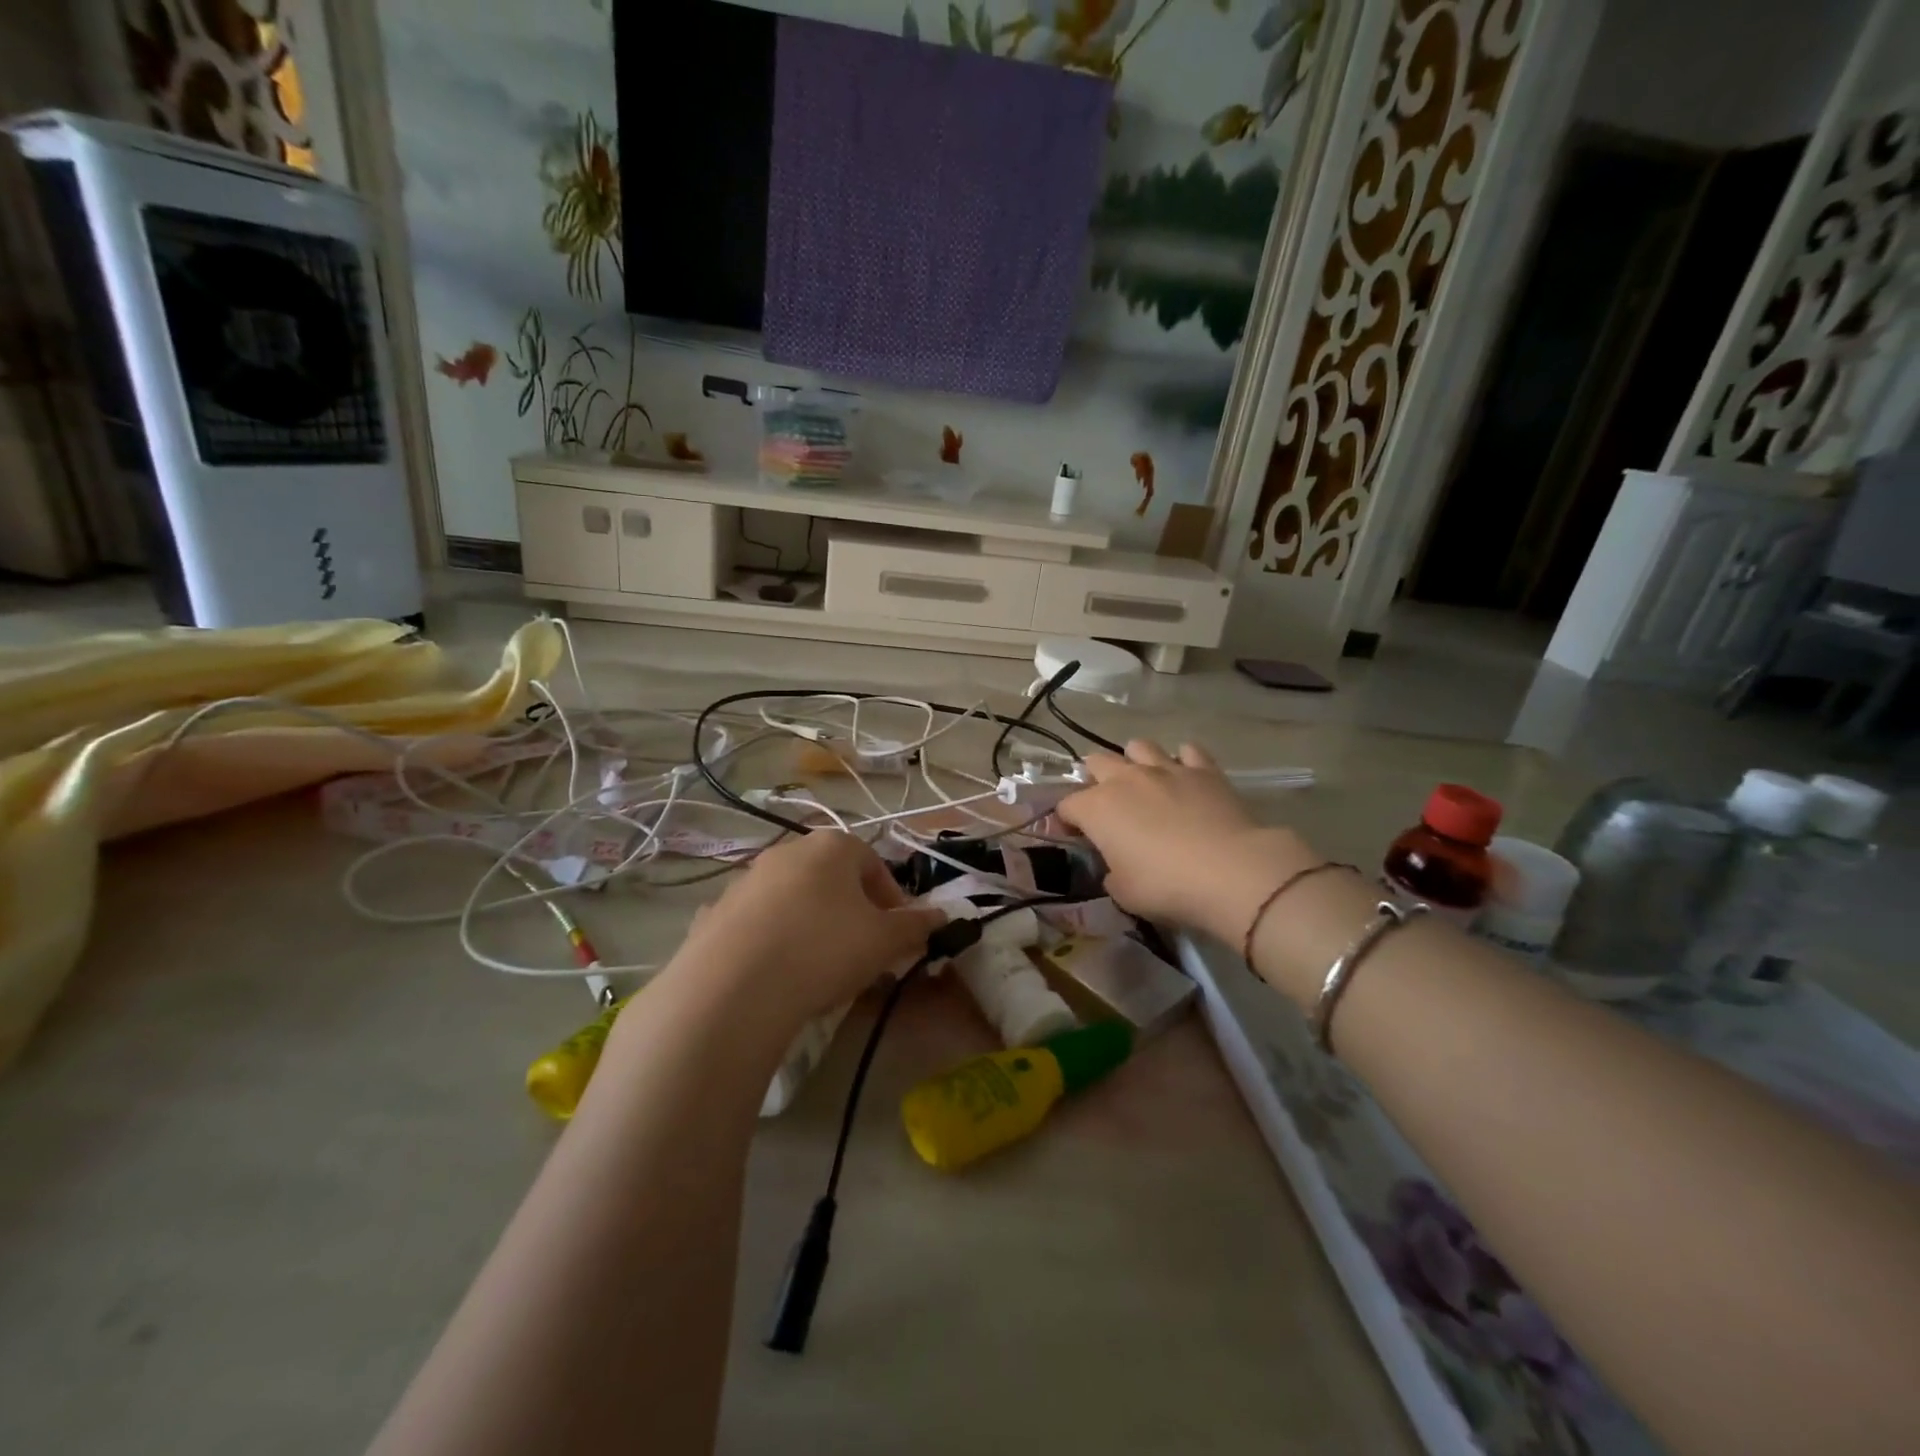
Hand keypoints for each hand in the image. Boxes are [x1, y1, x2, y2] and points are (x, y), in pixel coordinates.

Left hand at [669, 831, 945, 1026]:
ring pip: (793, 898)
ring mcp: (746, 879)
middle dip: (852, 910)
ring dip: (811, 922)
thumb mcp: (884, 941)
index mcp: (832, 846)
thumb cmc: (825, 949)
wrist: (735, 987)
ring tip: (818, 967)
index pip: (874, 864)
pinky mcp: (716, 912)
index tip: (896, 934)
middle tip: (862, 950)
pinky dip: (771, 939)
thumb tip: (942, 915)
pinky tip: (776, 973)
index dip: (891, 899)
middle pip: (832, 878)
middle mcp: (787, 851)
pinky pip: (757, 922)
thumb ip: (916, 925)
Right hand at [1057, 740, 1315, 940]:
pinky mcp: (1204, 770)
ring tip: (1143, 782)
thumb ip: (1111, 873)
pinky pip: (1187, 751)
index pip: (1067, 805)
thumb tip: (1115, 867)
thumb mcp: (1123, 893)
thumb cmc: (1166, 886)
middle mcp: (1126, 779)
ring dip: (1135, 761)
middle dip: (1094, 778)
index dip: (1065, 820)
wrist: (1230, 871)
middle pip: (1097, 762)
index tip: (1071, 835)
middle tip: (1105, 804)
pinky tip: (1186, 777)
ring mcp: (1166, 769)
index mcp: (1097, 808)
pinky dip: (1182, 761)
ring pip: (1139, 746)